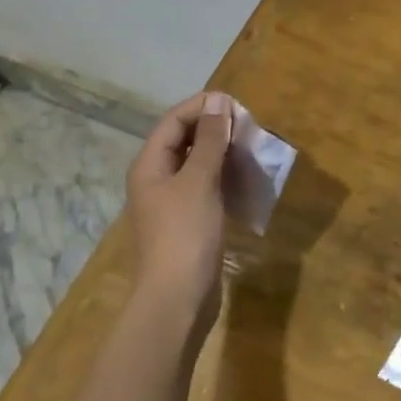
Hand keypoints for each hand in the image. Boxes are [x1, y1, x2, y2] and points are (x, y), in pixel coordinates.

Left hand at [127, 92, 232, 318]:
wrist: (178, 299)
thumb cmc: (185, 234)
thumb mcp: (199, 182)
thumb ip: (210, 140)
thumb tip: (219, 100)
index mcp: (149, 165)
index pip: (173, 121)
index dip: (202, 107)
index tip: (236, 104)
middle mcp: (156, 179)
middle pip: (183, 141)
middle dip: (213, 129)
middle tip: (248, 126)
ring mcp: (171, 203)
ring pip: (196, 164)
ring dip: (221, 152)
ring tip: (250, 147)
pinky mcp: (188, 222)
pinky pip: (205, 187)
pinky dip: (224, 177)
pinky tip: (245, 178)